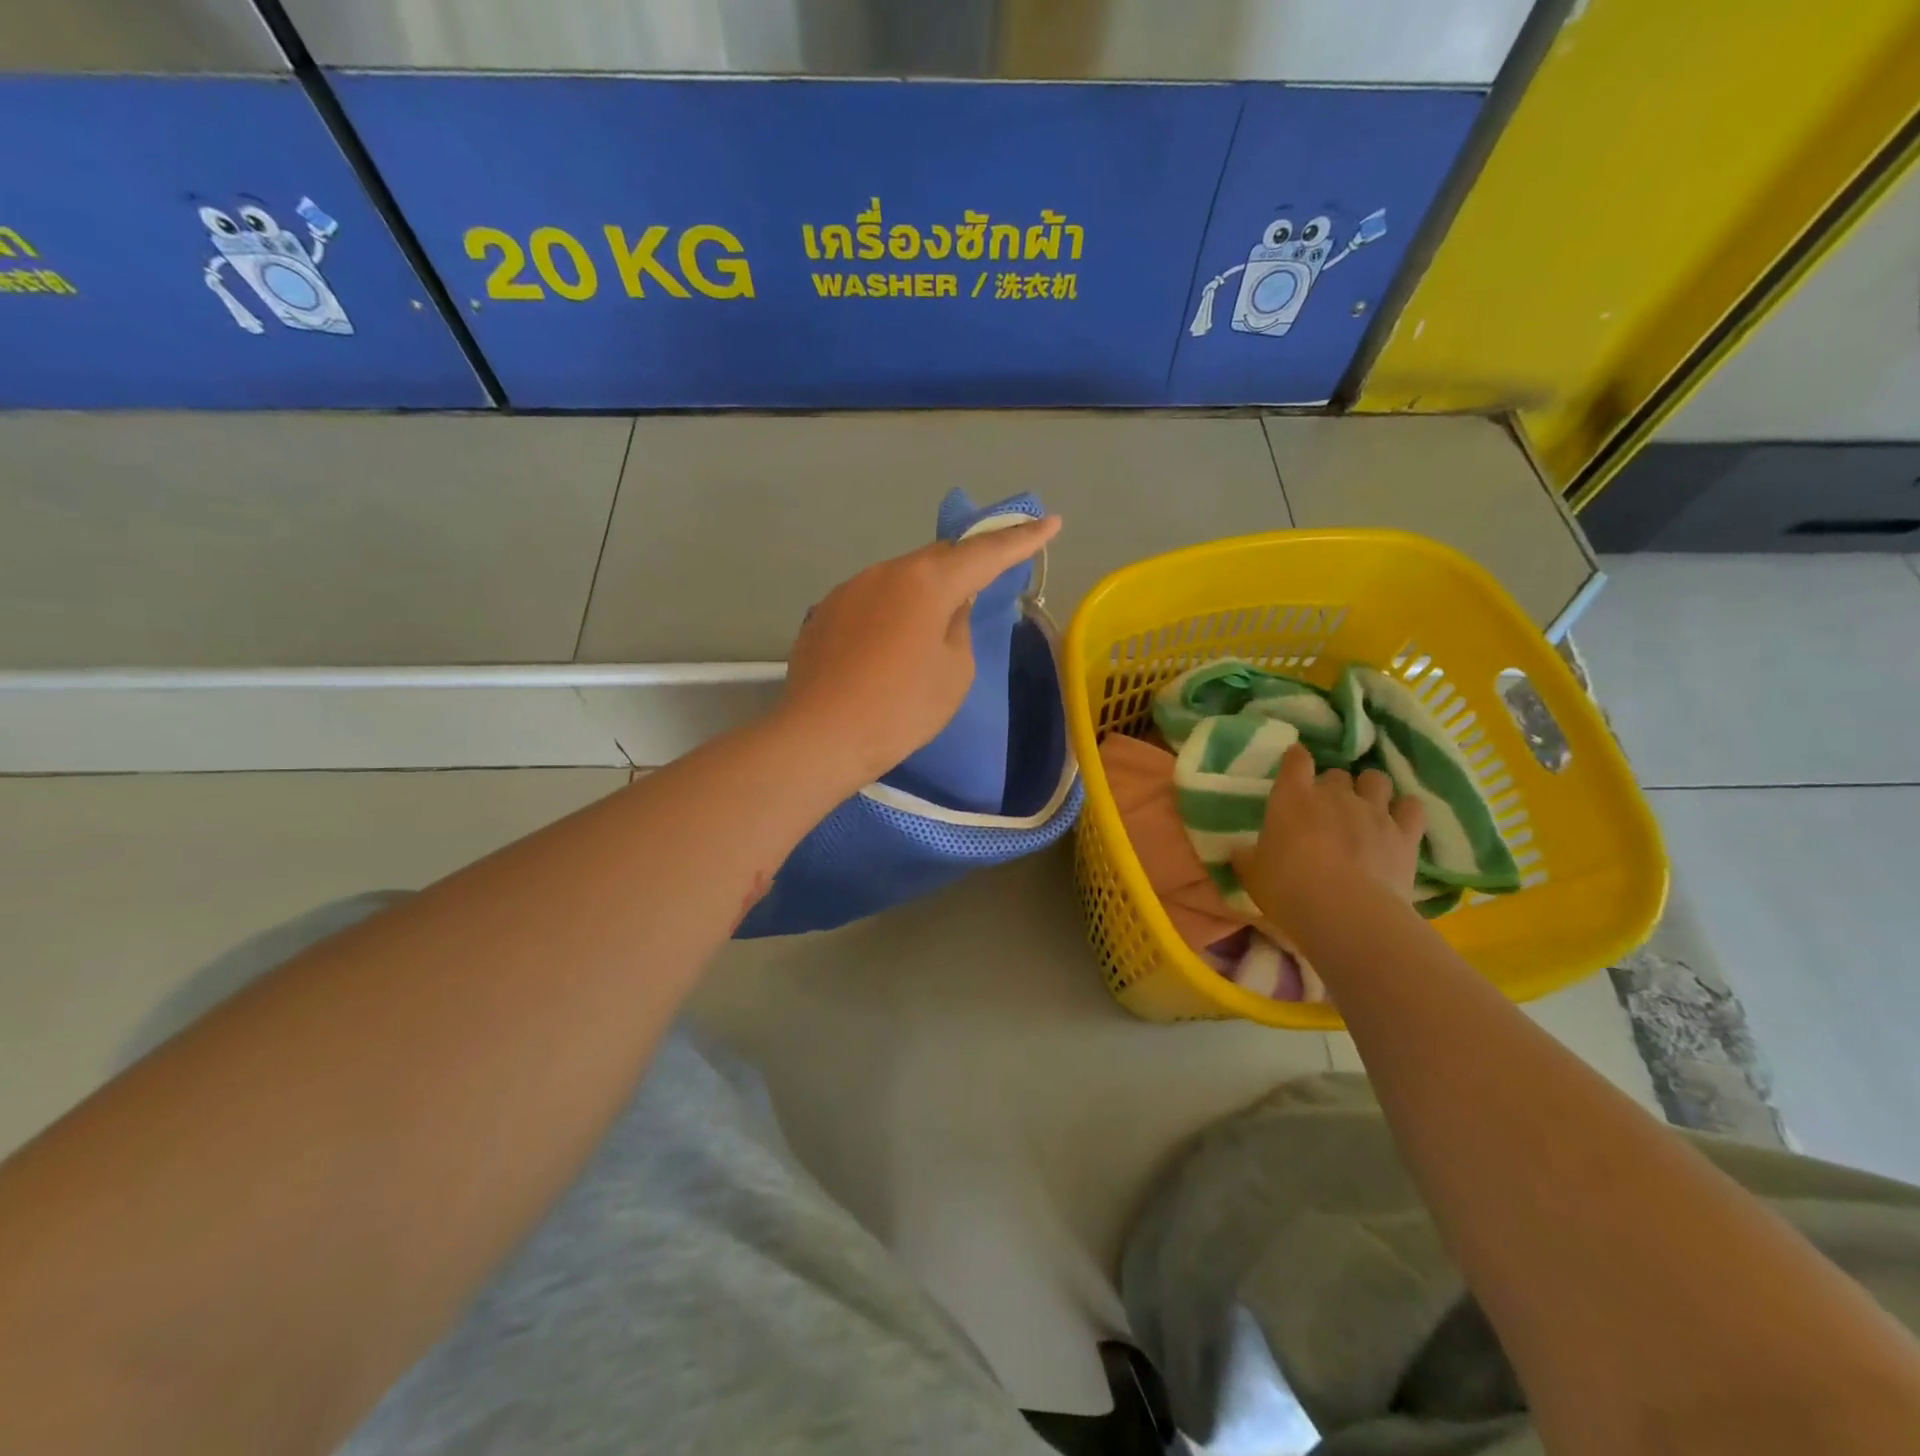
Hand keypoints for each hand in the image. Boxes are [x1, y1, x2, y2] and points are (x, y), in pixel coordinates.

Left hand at [777, 516, 1061, 784]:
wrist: (820, 736)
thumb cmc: (901, 708)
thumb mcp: (954, 672)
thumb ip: (959, 628)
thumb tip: (947, 608)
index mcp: (927, 581)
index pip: (985, 553)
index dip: (1022, 539)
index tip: (1050, 521)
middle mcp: (885, 571)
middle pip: (936, 559)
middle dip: (964, 566)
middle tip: (982, 581)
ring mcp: (848, 589)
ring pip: (899, 579)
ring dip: (921, 593)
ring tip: (926, 630)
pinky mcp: (823, 613)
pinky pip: (870, 601)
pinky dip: (888, 613)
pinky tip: (884, 648)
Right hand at [1233, 743, 1425, 923]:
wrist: (1345, 912)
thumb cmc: (1287, 888)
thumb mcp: (1252, 874)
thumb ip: (1247, 856)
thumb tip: (1240, 851)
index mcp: (1292, 798)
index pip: (1295, 760)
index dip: (1295, 759)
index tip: (1294, 763)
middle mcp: (1335, 795)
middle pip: (1337, 773)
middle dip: (1332, 785)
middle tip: (1326, 806)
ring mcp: (1374, 812)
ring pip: (1376, 780)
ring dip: (1370, 789)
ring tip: (1366, 806)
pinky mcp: (1405, 834)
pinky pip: (1412, 807)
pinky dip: (1405, 809)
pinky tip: (1400, 819)